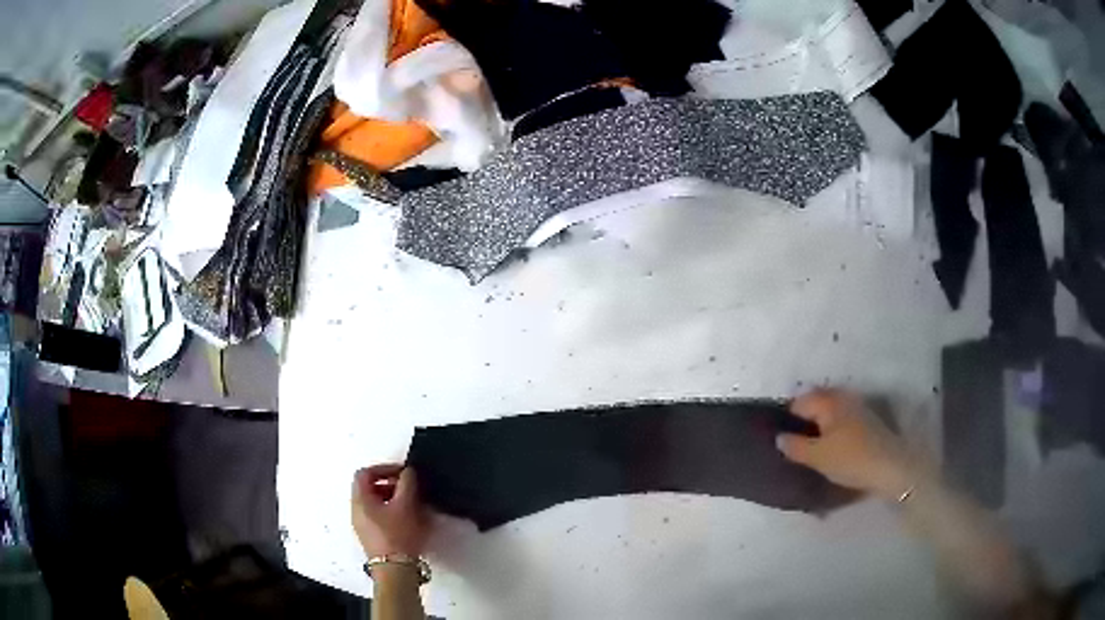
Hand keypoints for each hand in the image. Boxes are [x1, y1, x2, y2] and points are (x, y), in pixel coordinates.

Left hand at [351, 464, 429, 557]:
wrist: (395, 569)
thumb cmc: (398, 535)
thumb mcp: (406, 505)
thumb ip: (407, 483)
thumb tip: (408, 472)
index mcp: (360, 500)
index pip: (365, 473)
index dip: (384, 468)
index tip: (402, 473)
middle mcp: (356, 511)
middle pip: (368, 488)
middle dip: (389, 484)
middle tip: (408, 488)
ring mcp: (362, 525)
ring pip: (374, 503)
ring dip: (392, 498)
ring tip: (411, 504)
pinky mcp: (371, 537)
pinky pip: (378, 516)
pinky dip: (390, 511)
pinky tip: (407, 520)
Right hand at [776, 389, 916, 499]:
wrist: (890, 467)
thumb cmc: (850, 459)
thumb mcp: (817, 457)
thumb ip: (795, 446)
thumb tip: (779, 437)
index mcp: (828, 401)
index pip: (798, 403)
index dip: (786, 419)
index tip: (779, 438)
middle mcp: (842, 397)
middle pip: (815, 404)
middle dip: (803, 420)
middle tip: (792, 444)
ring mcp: (857, 407)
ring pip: (829, 412)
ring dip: (818, 426)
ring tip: (809, 448)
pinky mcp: (867, 421)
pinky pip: (841, 420)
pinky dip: (832, 430)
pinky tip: (829, 448)